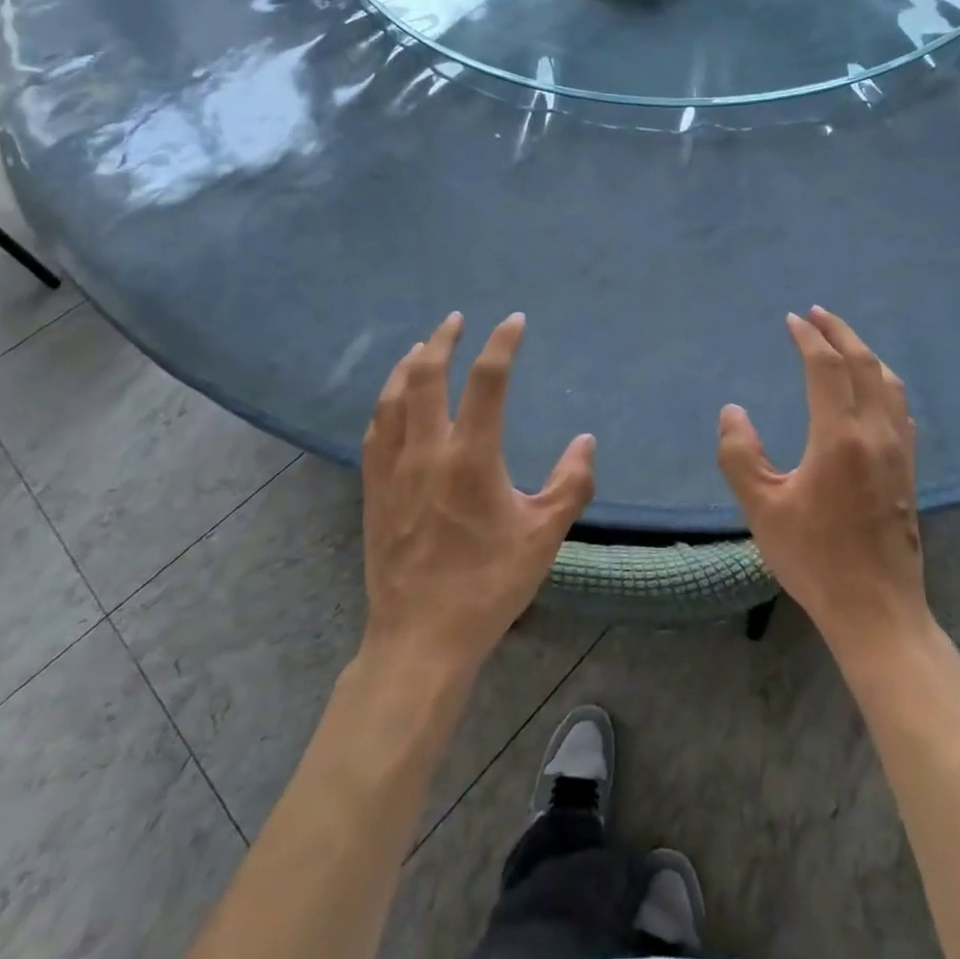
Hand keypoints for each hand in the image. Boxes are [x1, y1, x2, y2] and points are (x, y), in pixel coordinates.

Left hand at [360, 312, 595, 673]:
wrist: (420, 638)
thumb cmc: (487, 585)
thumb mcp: (544, 537)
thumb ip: (572, 484)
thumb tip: (585, 441)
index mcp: (470, 457)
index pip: (487, 381)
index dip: (502, 344)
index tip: (514, 321)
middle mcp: (426, 451)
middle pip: (427, 377)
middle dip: (442, 340)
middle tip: (456, 320)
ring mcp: (393, 469)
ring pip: (393, 398)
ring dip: (409, 365)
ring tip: (422, 347)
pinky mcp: (374, 491)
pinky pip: (375, 431)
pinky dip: (386, 402)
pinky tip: (392, 402)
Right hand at [717, 307, 927, 656]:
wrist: (877, 612)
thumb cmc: (815, 559)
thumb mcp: (762, 509)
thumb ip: (740, 455)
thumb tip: (733, 411)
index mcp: (840, 438)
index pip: (827, 368)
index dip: (808, 338)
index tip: (792, 320)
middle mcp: (877, 434)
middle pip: (864, 365)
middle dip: (840, 333)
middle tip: (817, 314)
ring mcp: (900, 452)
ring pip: (889, 384)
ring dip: (865, 354)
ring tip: (844, 343)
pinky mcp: (909, 472)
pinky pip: (901, 409)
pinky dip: (884, 384)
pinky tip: (875, 393)